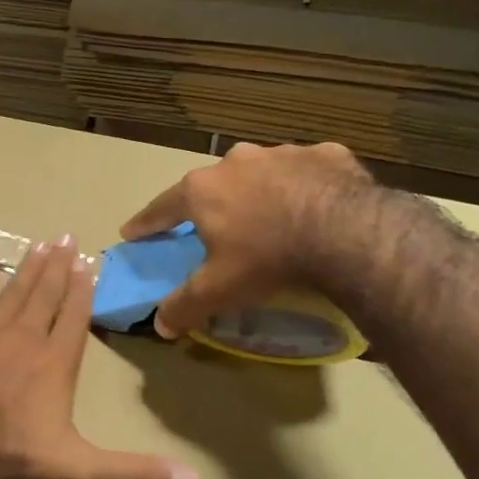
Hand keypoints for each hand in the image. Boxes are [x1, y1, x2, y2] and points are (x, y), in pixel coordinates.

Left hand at [0, 236, 201, 478]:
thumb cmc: (14, 456)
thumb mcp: (82, 467)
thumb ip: (136, 471)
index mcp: (55, 361)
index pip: (74, 316)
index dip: (82, 288)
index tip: (87, 261)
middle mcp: (23, 337)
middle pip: (44, 295)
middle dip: (57, 266)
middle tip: (65, 236)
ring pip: (11, 292)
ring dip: (26, 268)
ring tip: (38, 244)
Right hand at [119, 140, 372, 340]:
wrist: (347, 232)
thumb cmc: (267, 258)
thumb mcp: (219, 289)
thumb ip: (185, 305)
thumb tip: (160, 325)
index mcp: (203, 190)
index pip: (162, 207)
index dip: (146, 222)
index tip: (132, 231)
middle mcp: (236, 162)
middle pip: (213, 184)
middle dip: (211, 202)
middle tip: (217, 225)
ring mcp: (282, 153)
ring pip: (262, 173)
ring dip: (261, 190)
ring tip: (273, 216)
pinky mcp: (326, 155)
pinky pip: (308, 170)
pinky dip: (307, 185)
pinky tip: (318, 204)